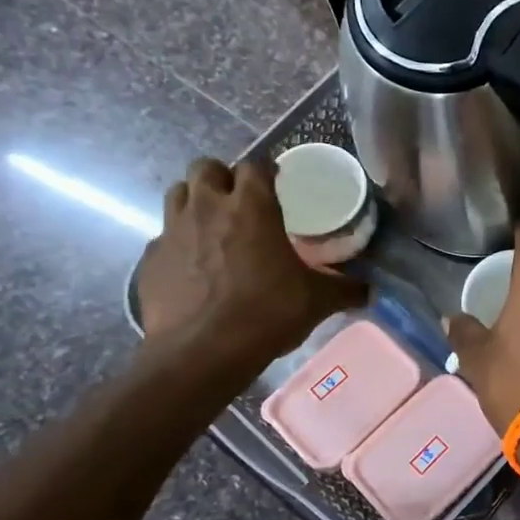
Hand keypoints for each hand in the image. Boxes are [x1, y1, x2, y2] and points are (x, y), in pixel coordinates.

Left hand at [137, 157, 366, 371]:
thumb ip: (344, 289)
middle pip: (206, 167)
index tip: (276, 184)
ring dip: (194, 201)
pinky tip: (192, 268)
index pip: (255, 166)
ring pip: (177, 194)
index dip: (266, 171)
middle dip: (222, 177)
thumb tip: (370, 291)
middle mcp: (207, 208)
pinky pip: (163, 238)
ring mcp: (172, 231)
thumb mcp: (316, 302)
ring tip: (212, 226)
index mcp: (251, 207)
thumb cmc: (266, 314)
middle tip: (239, 201)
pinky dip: (177, 244)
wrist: (201, 352)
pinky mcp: (150, 260)